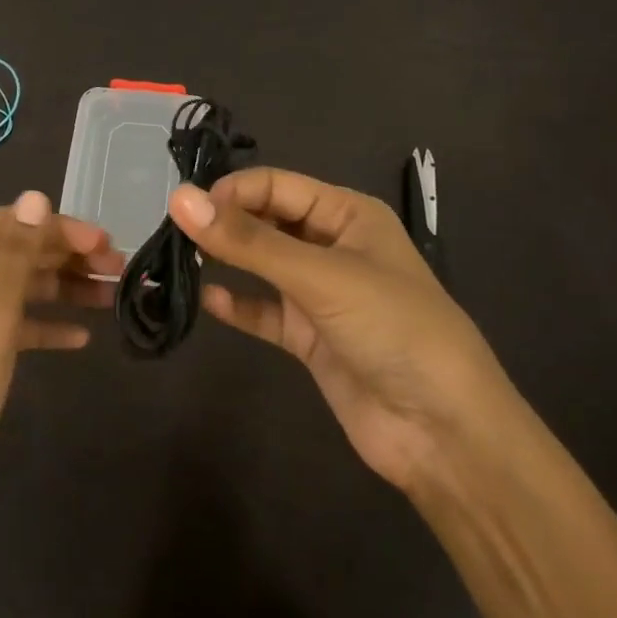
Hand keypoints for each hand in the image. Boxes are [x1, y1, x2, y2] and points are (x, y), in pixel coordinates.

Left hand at [0, 190, 119, 556]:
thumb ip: (15, 256)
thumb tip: (35, 196)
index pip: (3, 225)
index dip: (57, 228)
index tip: (107, 242)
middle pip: (8, 254)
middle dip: (62, 258)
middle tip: (118, 268)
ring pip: (11, 291)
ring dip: (59, 291)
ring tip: (112, 297)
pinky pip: (5, 328)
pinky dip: (40, 327)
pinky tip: (79, 338)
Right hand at [167, 168, 516, 501]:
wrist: (443, 431)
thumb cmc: (393, 329)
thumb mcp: (321, 276)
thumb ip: (249, 241)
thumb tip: (180, 198)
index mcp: (349, 215)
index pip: (278, 186)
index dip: (233, 191)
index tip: (186, 210)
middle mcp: (334, 247)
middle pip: (268, 221)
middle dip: (225, 223)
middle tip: (173, 234)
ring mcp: (321, 295)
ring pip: (263, 266)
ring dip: (227, 261)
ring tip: (179, 260)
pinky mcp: (311, 338)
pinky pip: (265, 312)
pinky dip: (239, 306)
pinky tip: (207, 301)